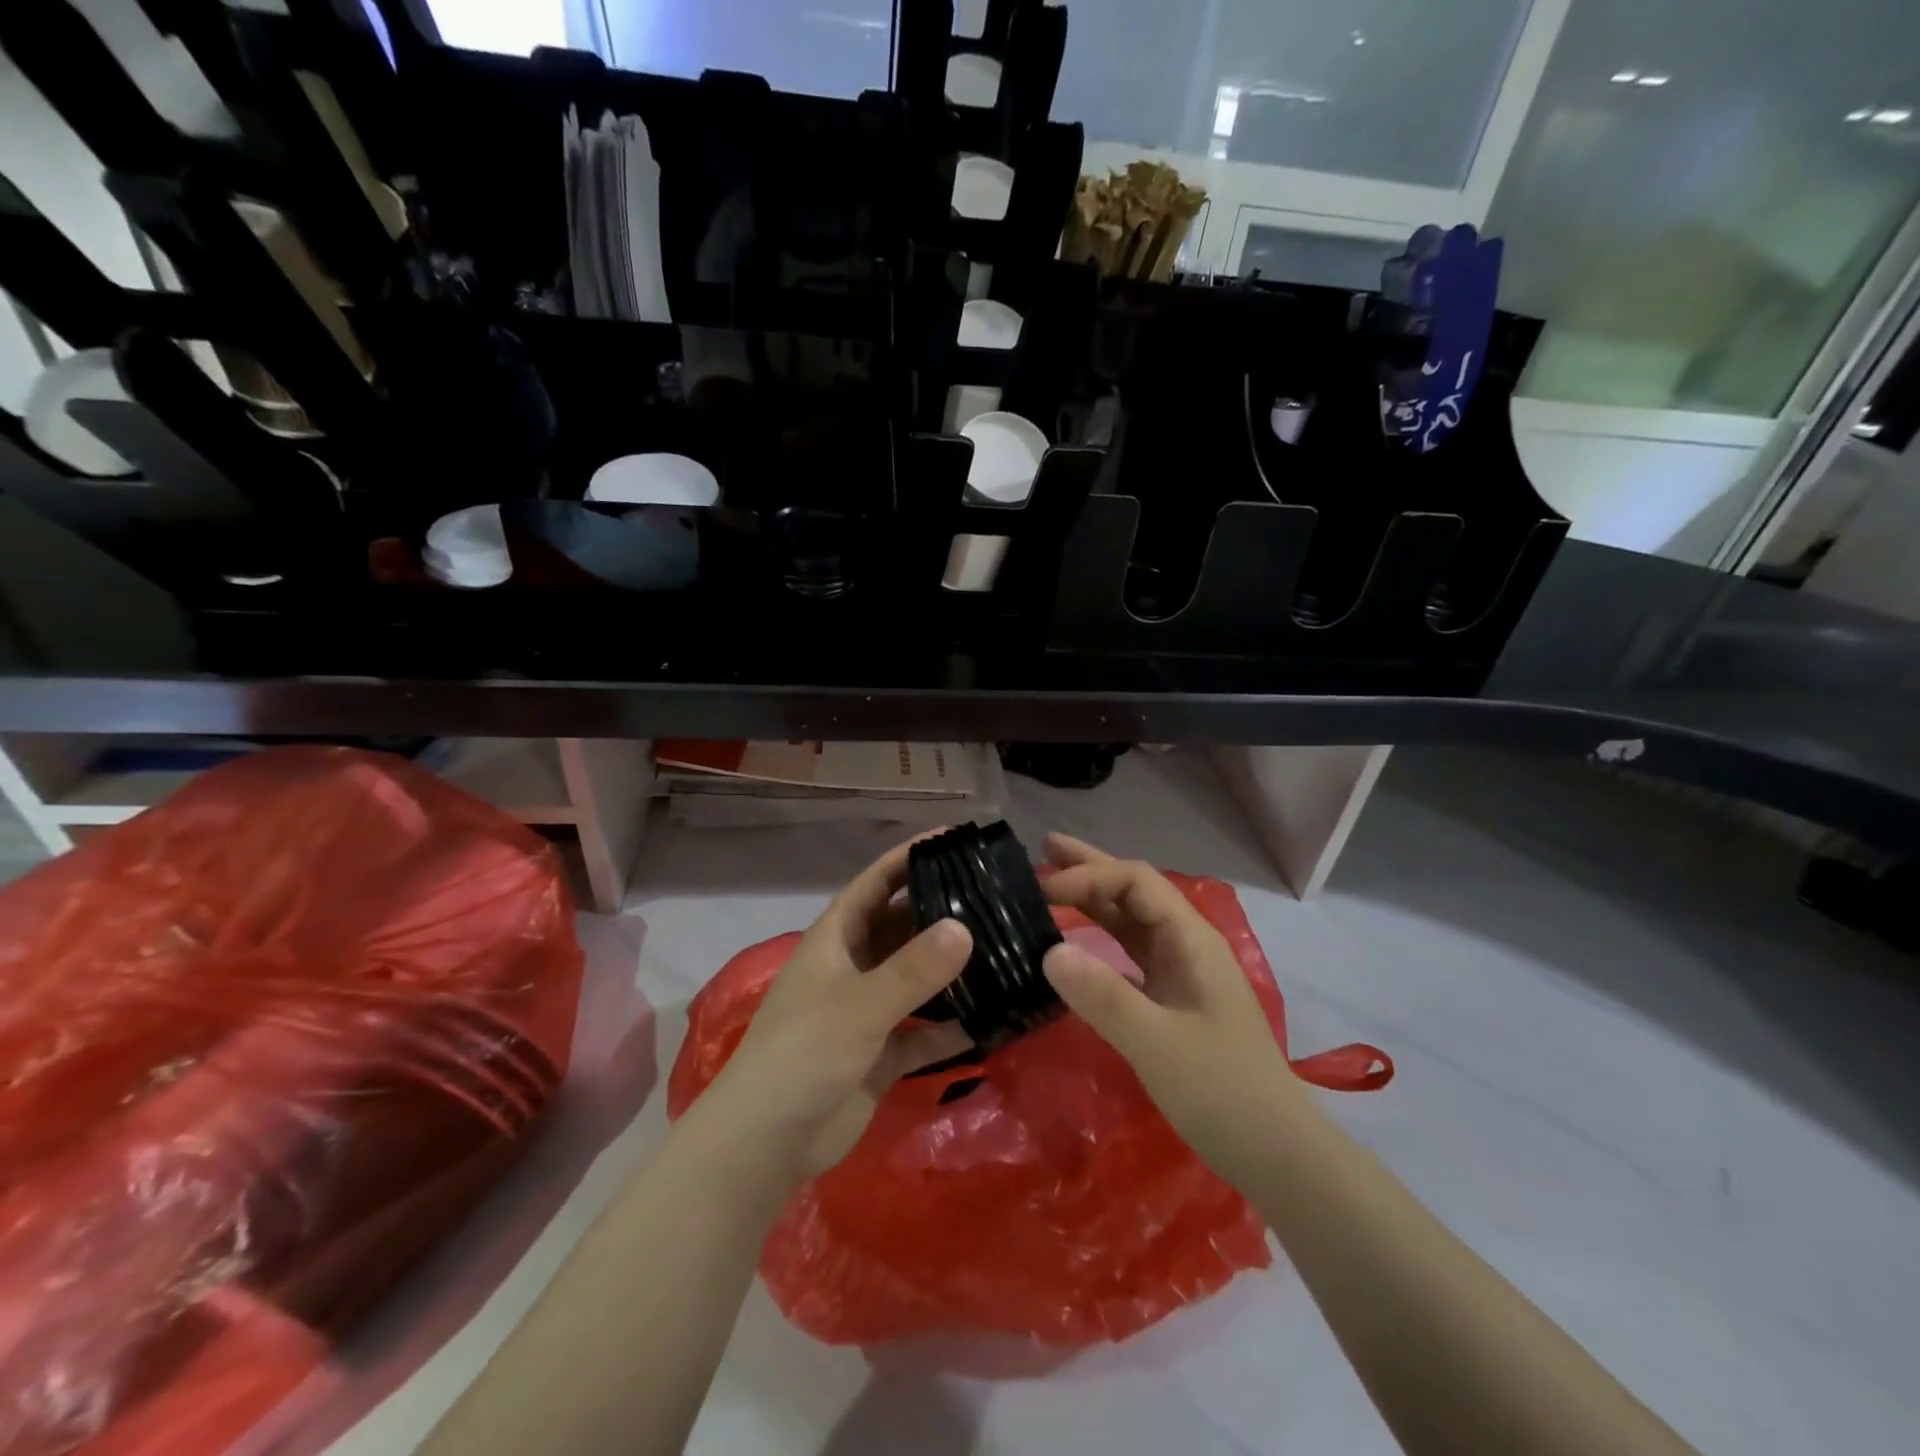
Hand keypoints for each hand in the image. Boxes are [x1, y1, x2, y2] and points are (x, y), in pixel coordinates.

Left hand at [696, 837, 974, 1186]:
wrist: (767, 1143)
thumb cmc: (805, 1052)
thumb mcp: (861, 1003)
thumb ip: (914, 968)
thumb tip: (964, 927)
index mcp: (836, 939)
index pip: (876, 883)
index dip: (909, 857)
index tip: (954, 838)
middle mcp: (853, 967)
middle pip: (901, 928)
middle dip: (941, 912)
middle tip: (994, 896)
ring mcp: (867, 1012)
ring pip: (916, 980)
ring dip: (951, 970)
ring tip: (1002, 949)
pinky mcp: (880, 1054)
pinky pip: (924, 1032)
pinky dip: (951, 1027)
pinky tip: (992, 1018)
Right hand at [1040, 833, 1303, 1181]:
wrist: (1277, 1154)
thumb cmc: (1222, 1091)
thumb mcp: (1157, 1044)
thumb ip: (1103, 996)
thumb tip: (1049, 951)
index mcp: (1191, 939)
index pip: (1135, 882)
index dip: (1089, 876)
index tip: (1042, 890)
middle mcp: (1187, 944)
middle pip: (1134, 891)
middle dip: (1091, 868)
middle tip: (1043, 848)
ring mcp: (1182, 972)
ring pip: (1131, 921)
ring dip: (1092, 899)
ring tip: (1050, 883)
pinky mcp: (1173, 1000)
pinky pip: (1130, 954)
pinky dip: (1099, 939)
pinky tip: (1075, 943)